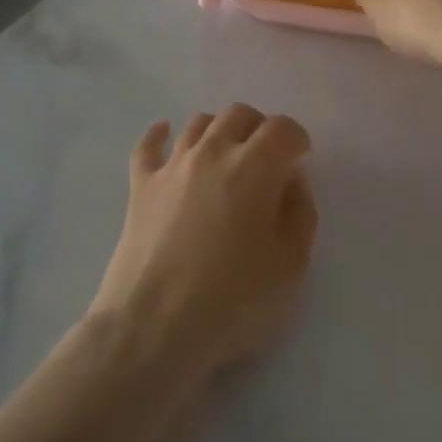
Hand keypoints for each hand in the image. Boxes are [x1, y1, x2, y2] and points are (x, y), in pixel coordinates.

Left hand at [92, 106, 317, 379]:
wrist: (154, 327)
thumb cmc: (233, 300)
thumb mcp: (291, 265)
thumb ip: (300, 213)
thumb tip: (291, 181)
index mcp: (255, 168)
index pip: (282, 129)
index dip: (297, 139)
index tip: (300, 160)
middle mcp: (212, 153)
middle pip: (238, 115)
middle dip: (259, 128)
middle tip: (267, 158)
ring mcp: (171, 167)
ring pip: (198, 124)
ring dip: (219, 130)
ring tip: (226, 154)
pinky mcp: (140, 186)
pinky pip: (147, 146)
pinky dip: (159, 134)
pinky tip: (164, 134)